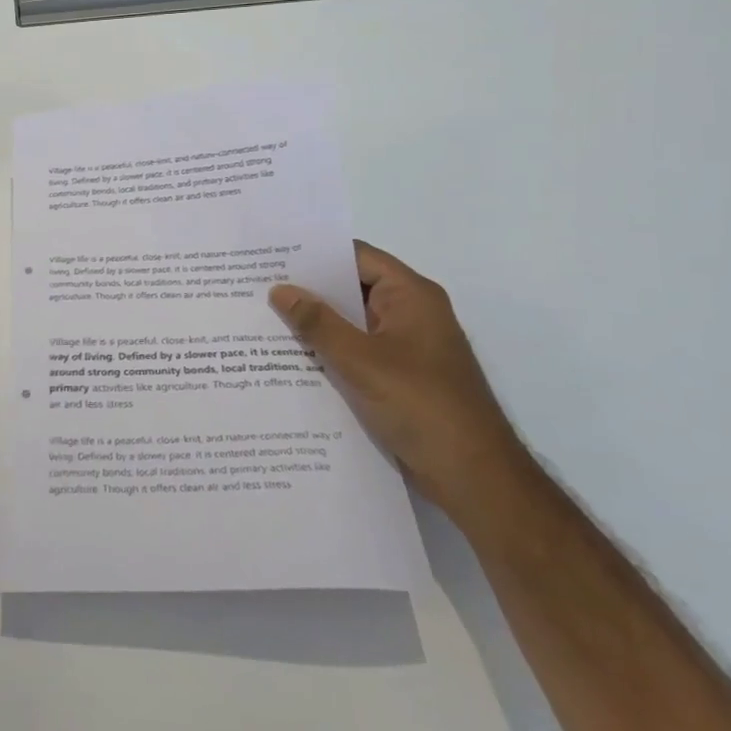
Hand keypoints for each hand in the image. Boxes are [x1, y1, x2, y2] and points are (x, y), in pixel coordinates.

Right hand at [270, 242, 530, 518]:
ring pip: (351, 323)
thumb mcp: (361, 361)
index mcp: (411, 296)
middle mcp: (410, 314)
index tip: (271, 254)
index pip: (357, 256)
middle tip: (256, 285)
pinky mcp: (399, 378)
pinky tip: (289, 359)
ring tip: (263, 319)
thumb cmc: (422, 406)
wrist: (475, 478)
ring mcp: (406, 347)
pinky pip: (356, 352)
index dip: (315, 252)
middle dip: (307, 289)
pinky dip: (328, 352)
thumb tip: (280, 290)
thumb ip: (318, 323)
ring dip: (315, 324)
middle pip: (352, 288)